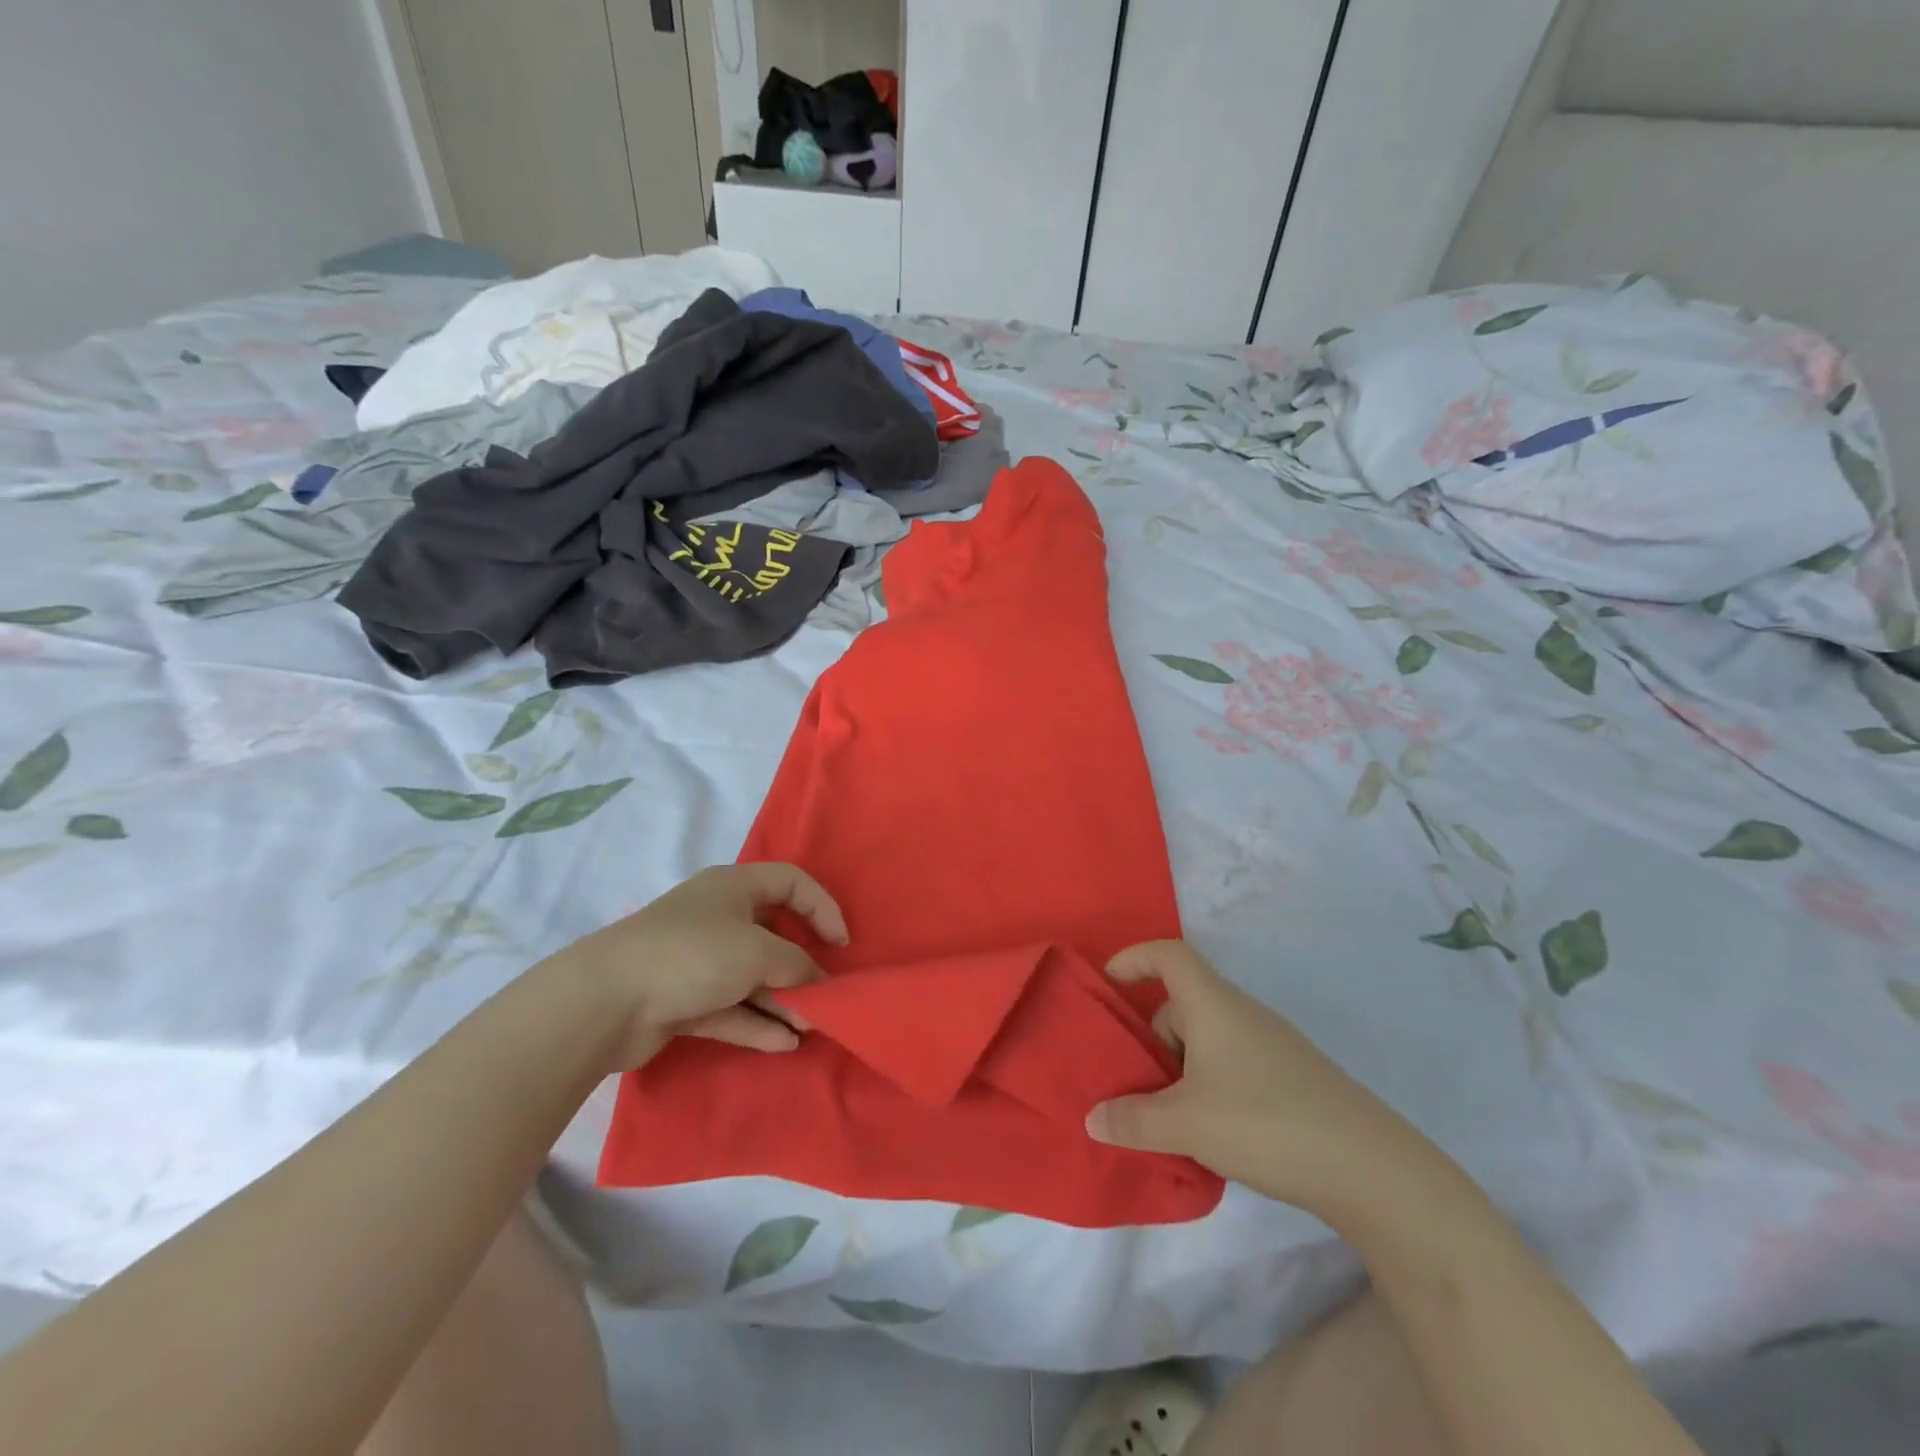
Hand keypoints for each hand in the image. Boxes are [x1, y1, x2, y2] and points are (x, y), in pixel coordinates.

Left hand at [550, 863, 847, 1070]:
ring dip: (782, 1001)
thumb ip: (797, 965)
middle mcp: (717, 917)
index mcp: (734, 887)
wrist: (604, 1001)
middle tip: (825, 993)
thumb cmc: (693, 955)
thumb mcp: (758, 952)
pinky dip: (756, 1023)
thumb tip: (820, 983)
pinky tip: (784, 1044)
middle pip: (773, 935)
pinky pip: (730, 1008)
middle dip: (801, 966)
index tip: (841, 944)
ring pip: (752, 977)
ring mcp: (698, 961)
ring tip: (811, 1027)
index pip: (791, 883)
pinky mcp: (682, 1000)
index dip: (822, 907)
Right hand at [1086, 941, 1428, 1214]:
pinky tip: (1210, 1132)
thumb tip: (1093, 1117)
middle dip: (1150, 1036)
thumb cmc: (1264, 1122)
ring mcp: (1270, 1044)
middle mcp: (1241, 1013)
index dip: (1133, 959)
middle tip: (1131, 1080)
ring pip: (1206, 1038)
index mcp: (1212, 1004)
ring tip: (1166, 1117)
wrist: (1370, 1167)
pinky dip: (1207, 1085)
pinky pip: (1230, 1063)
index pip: (1168, 954)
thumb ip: (1132, 1120)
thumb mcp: (1186, 1124)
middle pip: (1182, 1003)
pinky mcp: (1290, 1077)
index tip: (1107, 985)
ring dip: (1178, 1067)